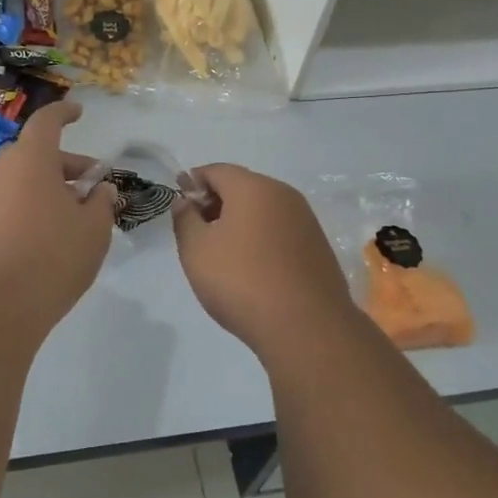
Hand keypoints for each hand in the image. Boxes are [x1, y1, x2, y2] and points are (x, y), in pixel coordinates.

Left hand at [0, 102, 117, 327]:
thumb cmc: (52, 257)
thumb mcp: (93, 230)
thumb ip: (101, 203)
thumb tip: (100, 190)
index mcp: (31, 158)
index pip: (47, 121)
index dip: (64, 113)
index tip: (79, 112)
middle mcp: (0, 169)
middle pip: (35, 154)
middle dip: (67, 165)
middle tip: (93, 187)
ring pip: (20, 180)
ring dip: (47, 188)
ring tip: (74, 216)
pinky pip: (6, 203)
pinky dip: (28, 207)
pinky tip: (46, 237)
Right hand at [172, 164, 356, 355]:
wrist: (306, 326)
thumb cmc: (241, 281)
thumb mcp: (196, 251)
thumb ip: (185, 220)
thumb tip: (185, 202)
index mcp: (253, 188)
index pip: (217, 170)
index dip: (193, 182)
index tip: (180, 203)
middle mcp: (284, 195)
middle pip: (243, 187)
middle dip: (217, 201)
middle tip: (197, 230)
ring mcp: (306, 220)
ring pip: (264, 209)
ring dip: (240, 221)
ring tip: (222, 252)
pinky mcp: (318, 246)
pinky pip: (281, 230)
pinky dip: (262, 237)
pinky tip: (252, 266)